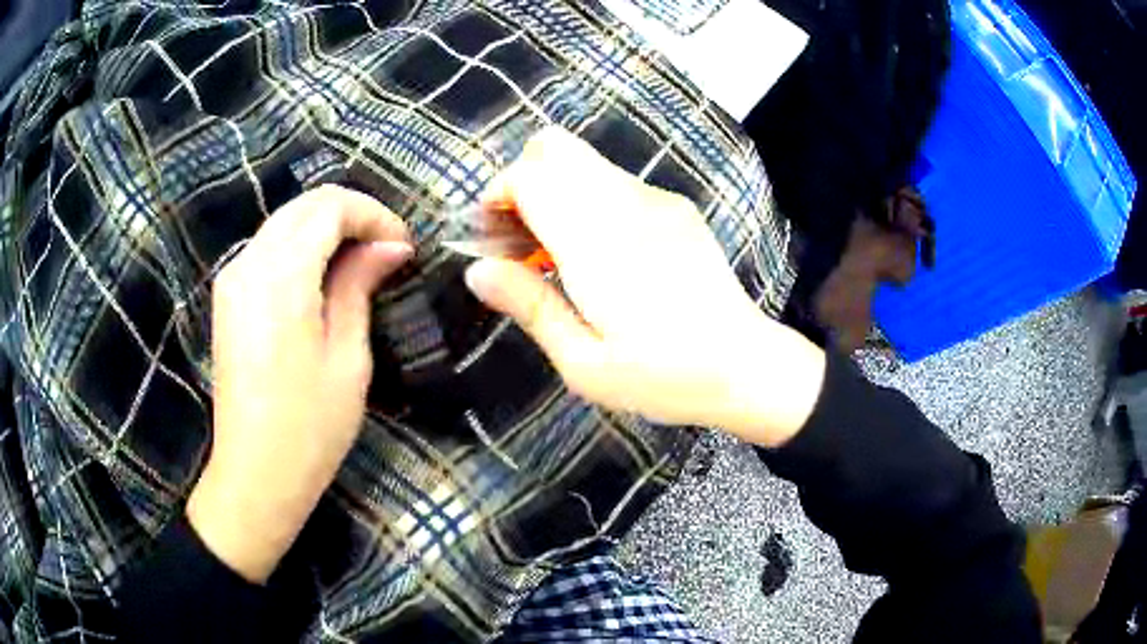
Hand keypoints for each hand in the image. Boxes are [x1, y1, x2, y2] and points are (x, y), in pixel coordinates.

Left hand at [188, 185, 412, 583]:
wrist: (255, 473)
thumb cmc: (310, 427)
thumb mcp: (348, 357)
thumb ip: (360, 286)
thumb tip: (390, 246)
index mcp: (281, 276)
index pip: (329, 208)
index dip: (373, 215)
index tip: (404, 244)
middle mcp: (248, 263)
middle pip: (304, 205)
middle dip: (351, 214)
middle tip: (387, 249)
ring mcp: (232, 278)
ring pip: (285, 222)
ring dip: (326, 228)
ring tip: (361, 263)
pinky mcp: (228, 297)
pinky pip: (268, 248)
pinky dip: (302, 247)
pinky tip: (324, 278)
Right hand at [465, 128, 824, 446]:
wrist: (746, 366)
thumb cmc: (663, 377)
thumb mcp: (584, 363)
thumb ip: (530, 306)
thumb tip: (477, 270)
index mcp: (598, 242)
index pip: (530, 175)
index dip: (498, 195)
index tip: (492, 239)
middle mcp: (626, 203)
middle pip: (554, 147)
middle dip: (522, 182)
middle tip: (521, 240)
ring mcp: (657, 199)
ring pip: (583, 161)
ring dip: (554, 192)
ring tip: (557, 256)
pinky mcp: (676, 207)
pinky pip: (613, 181)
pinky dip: (586, 201)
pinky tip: (600, 255)